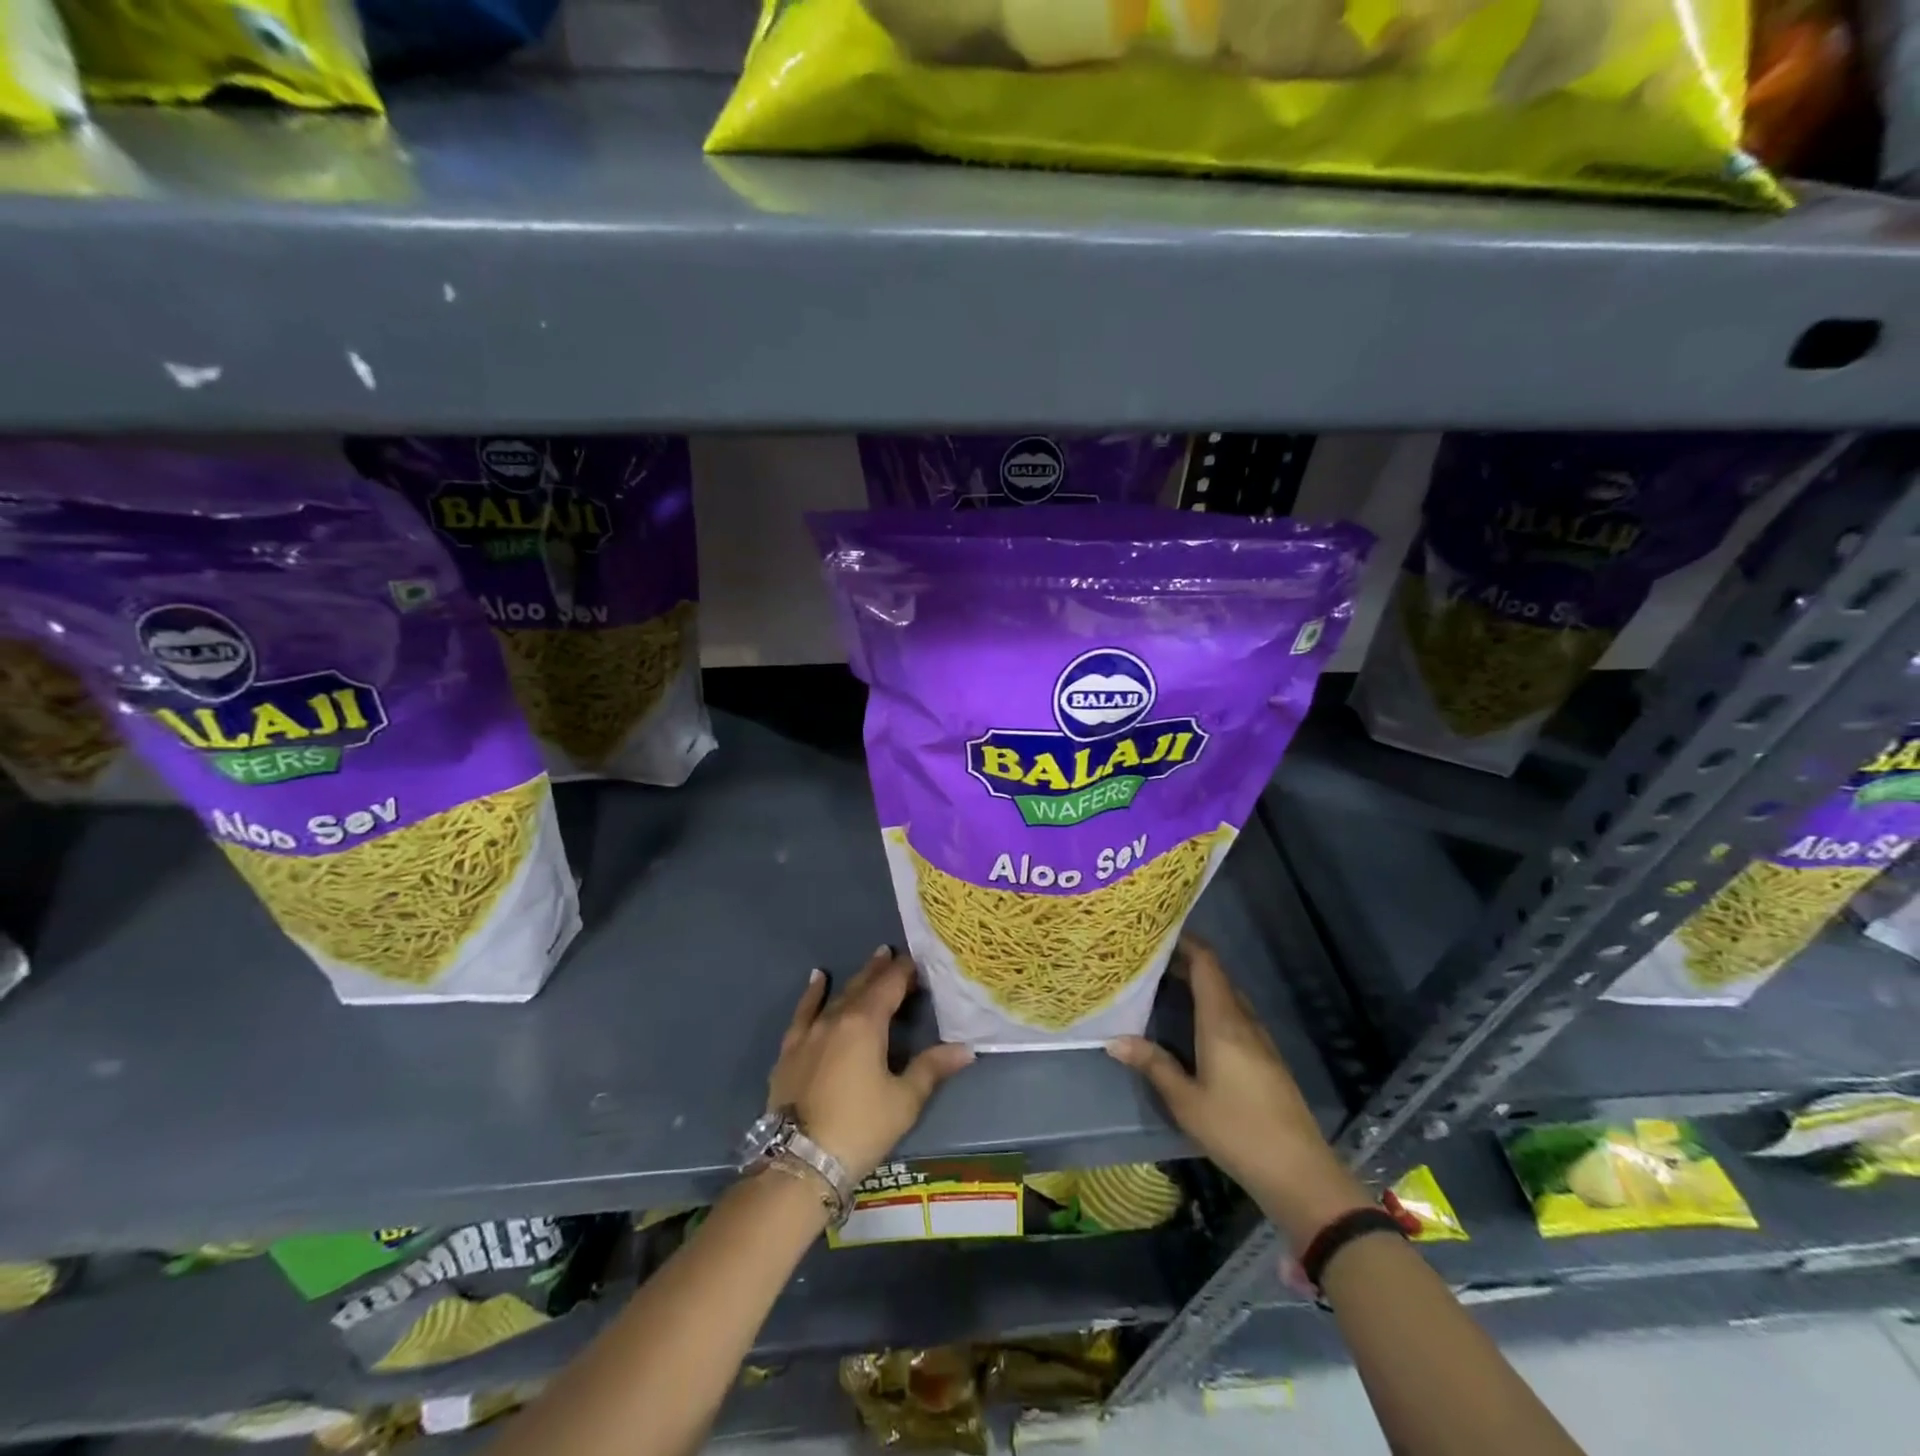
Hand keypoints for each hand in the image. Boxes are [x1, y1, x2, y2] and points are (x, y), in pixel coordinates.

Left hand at [767, 946, 975, 1183]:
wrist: (800, 1162)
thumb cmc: (860, 1128)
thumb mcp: (904, 1100)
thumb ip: (931, 1068)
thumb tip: (966, 1049)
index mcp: (866, 1024)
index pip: (890, 986)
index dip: (905, 972)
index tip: (918, 963)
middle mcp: (836, 1018)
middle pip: (863, 986)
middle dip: (881, 970)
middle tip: (893, 955)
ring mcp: (809, 1033)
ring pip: (836, 996)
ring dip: (855, 979)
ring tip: (870, 962)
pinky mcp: (790, 1050)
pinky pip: (803, 1012)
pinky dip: (812, 994)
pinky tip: (817, 980)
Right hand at [1106, 937, 1370, 1244]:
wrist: (1299, 1172)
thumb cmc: (1237, 1130)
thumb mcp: (1185, 1101)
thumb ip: (1153, 1065)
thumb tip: (1113, 1040)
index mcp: (1223, 1021)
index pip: (1207, 964)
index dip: (1185, 942)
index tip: (1158, 932)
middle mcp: (1243, 1021)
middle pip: (1216, 977)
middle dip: (1185, 962)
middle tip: (1148, 960)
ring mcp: (1259, 1040)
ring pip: (1226, 997)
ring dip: (1199, 985)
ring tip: (1163, 985)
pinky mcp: (1266, 1059)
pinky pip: (1235, 1016)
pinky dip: (1211, 1006)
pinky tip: (1192, 1024)